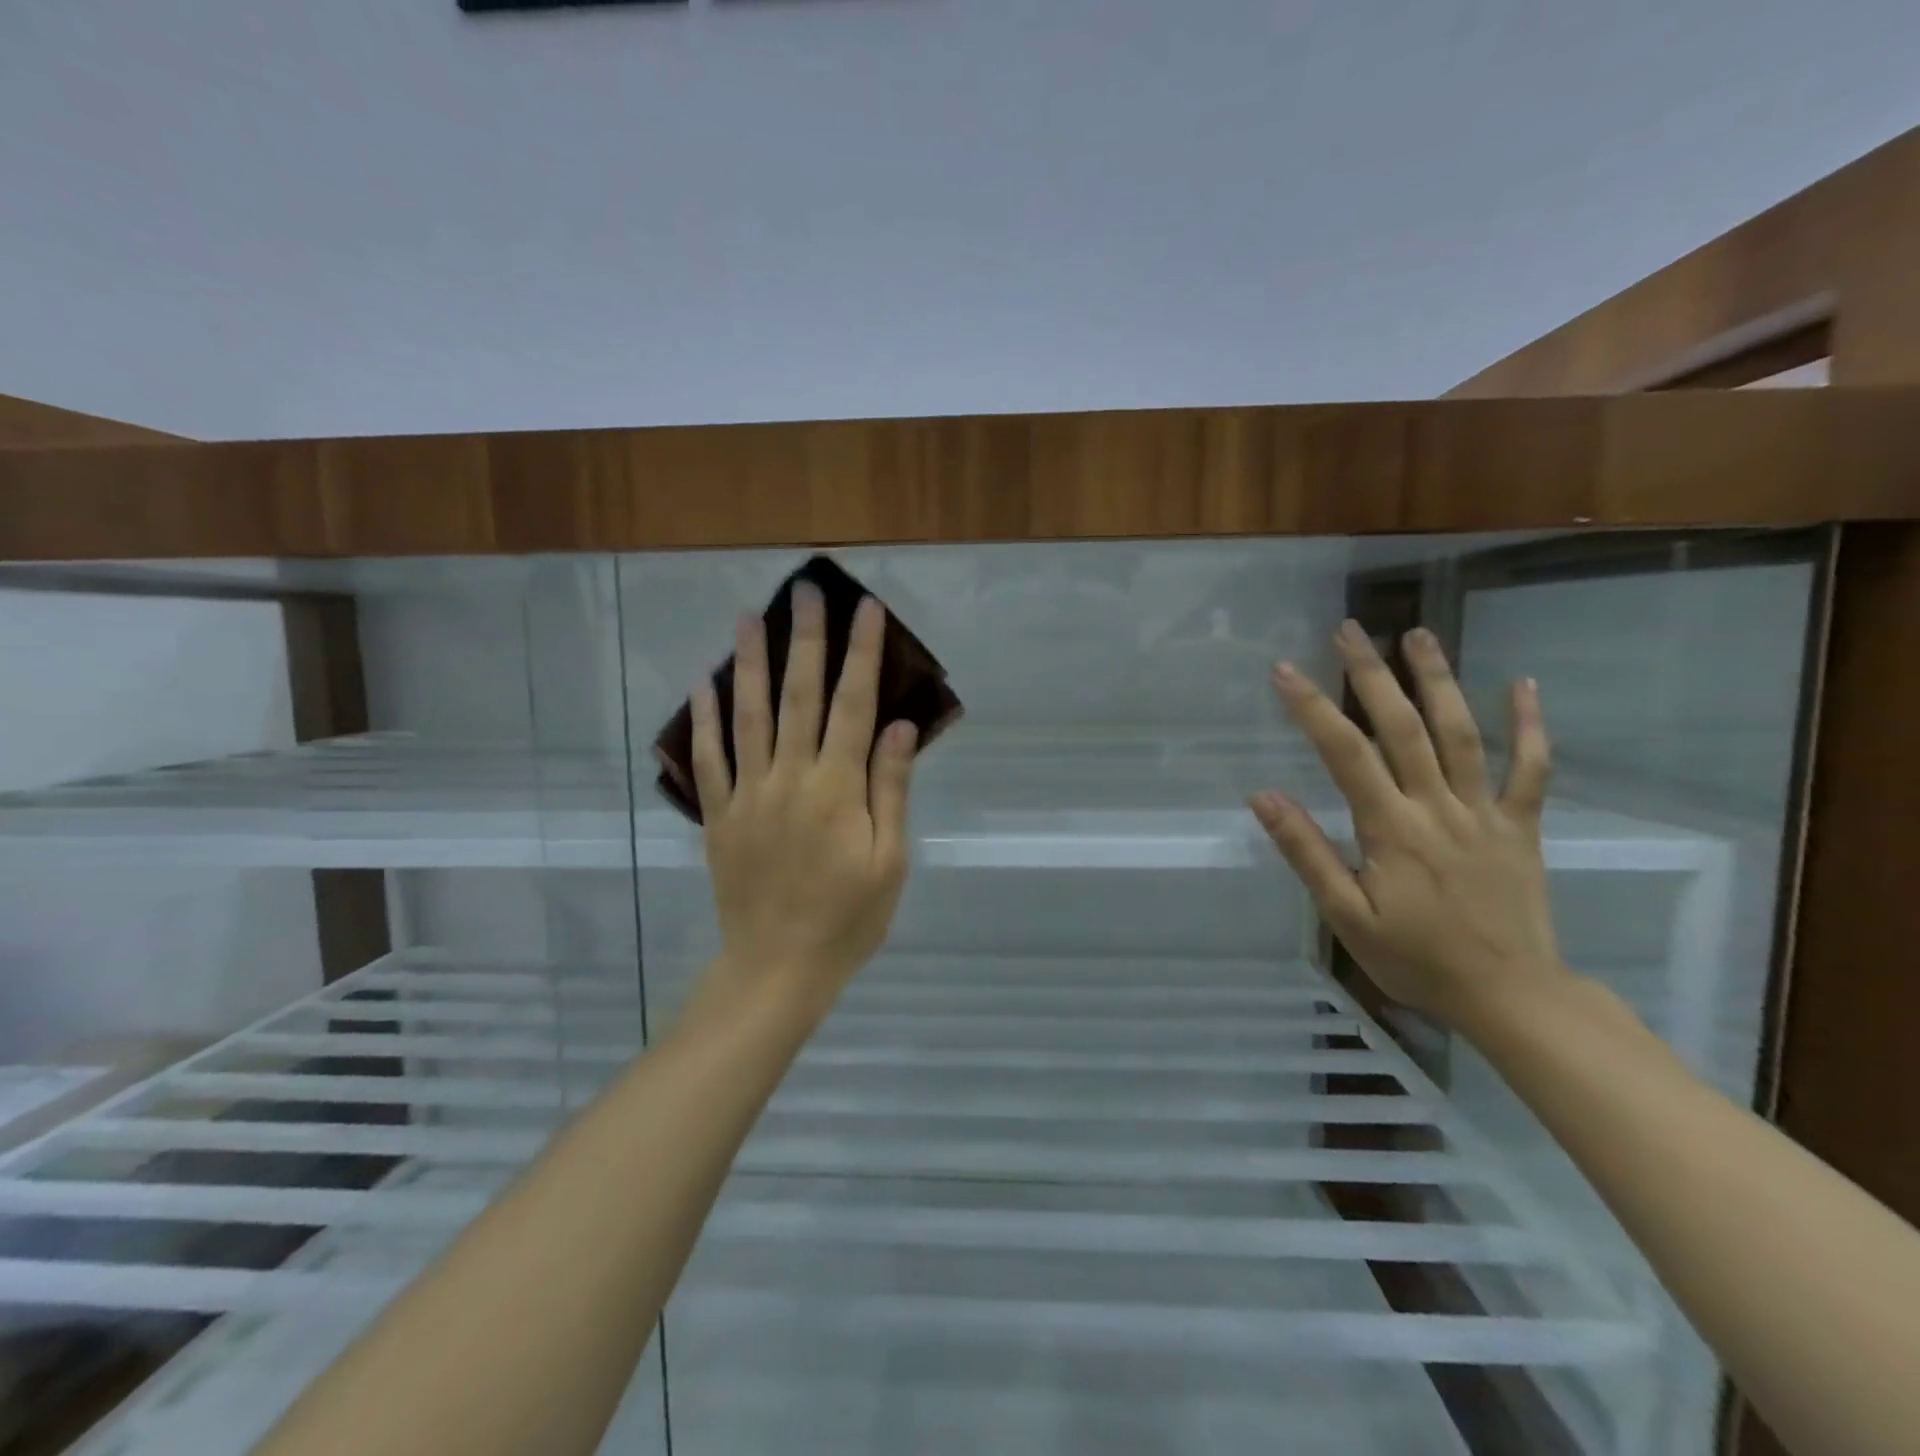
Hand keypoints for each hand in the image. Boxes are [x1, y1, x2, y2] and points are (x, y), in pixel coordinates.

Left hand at [689, 584, 917, 1015]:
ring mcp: (748, 793)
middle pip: (798, 696)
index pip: (854, 705)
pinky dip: (704, 719)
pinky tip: (702, 684)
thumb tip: (896, 725)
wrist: (777, 968)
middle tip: (804, 591)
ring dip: (747, 663)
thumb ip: (890, 789)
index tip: (866, 609)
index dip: (862, 654)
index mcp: (837, 788)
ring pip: (747, 715)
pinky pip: (708, 759)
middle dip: (805, 639)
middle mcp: (789, 777)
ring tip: (747, 617)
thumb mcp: (889, 860)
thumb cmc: (847, 919)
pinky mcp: (719, 815)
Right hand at [1250, 620, 1566, 1030]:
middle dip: (1371, 674)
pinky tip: (1521, 684)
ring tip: (1417, 635)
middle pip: (1403, 727)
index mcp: (1391, 828)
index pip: (1344, 753)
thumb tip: (1264, 797)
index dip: (1312, 707)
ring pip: (1462, 733)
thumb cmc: (1416, 959)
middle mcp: (1438, 806)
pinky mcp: (1520, 825)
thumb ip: (1307, 853)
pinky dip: (1528, 725)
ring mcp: (1485, 811)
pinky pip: (1531, 769)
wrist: (1511, 996)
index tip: (1284, 670)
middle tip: (1349, 630)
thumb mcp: (1346, 916)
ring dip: (1438, 680)